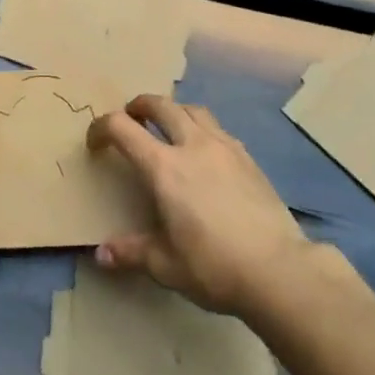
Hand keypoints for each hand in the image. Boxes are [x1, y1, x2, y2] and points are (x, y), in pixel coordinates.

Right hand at [86, 95, 314, 315]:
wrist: (279, 270)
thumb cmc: (214, 266)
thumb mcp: (166, 266)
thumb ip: (132, 253)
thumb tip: (101, 254)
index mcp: (164, 167)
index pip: (122, 128)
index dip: (101, 128)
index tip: (95, 143)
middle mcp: (192, 145)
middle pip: (160, 105)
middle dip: (139, 106)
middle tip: (131, 118)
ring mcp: (224, 147)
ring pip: (192, 110)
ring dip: (173, 111)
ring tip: (168, 128)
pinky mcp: (248, 158)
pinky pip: (218, 129)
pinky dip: (201, 129)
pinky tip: (205, 153)